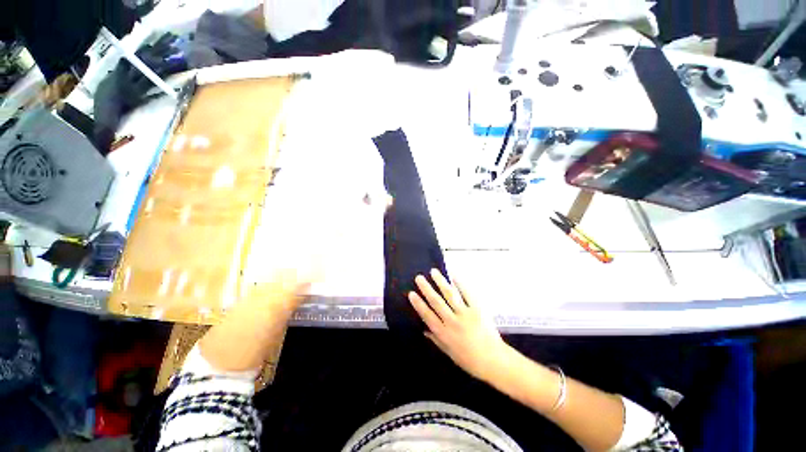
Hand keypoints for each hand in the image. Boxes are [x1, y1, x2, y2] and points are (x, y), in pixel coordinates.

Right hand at [409, 269, 507, 381]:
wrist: (494, 361)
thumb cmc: (470, 360)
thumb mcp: (450, 353)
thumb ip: (436, 340)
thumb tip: (424, 330)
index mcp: (444, 333)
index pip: (428, 315)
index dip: (419, 304)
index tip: (411, 293)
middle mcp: (452, 321)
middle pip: (437, 302)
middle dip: (426, 289)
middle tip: (419, 277)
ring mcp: (465, 314)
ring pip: (450, 295)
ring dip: (441, 282)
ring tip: (433, 272)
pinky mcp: (478, 309)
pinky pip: (467, 294)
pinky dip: (460, 284)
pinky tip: (454, 276)